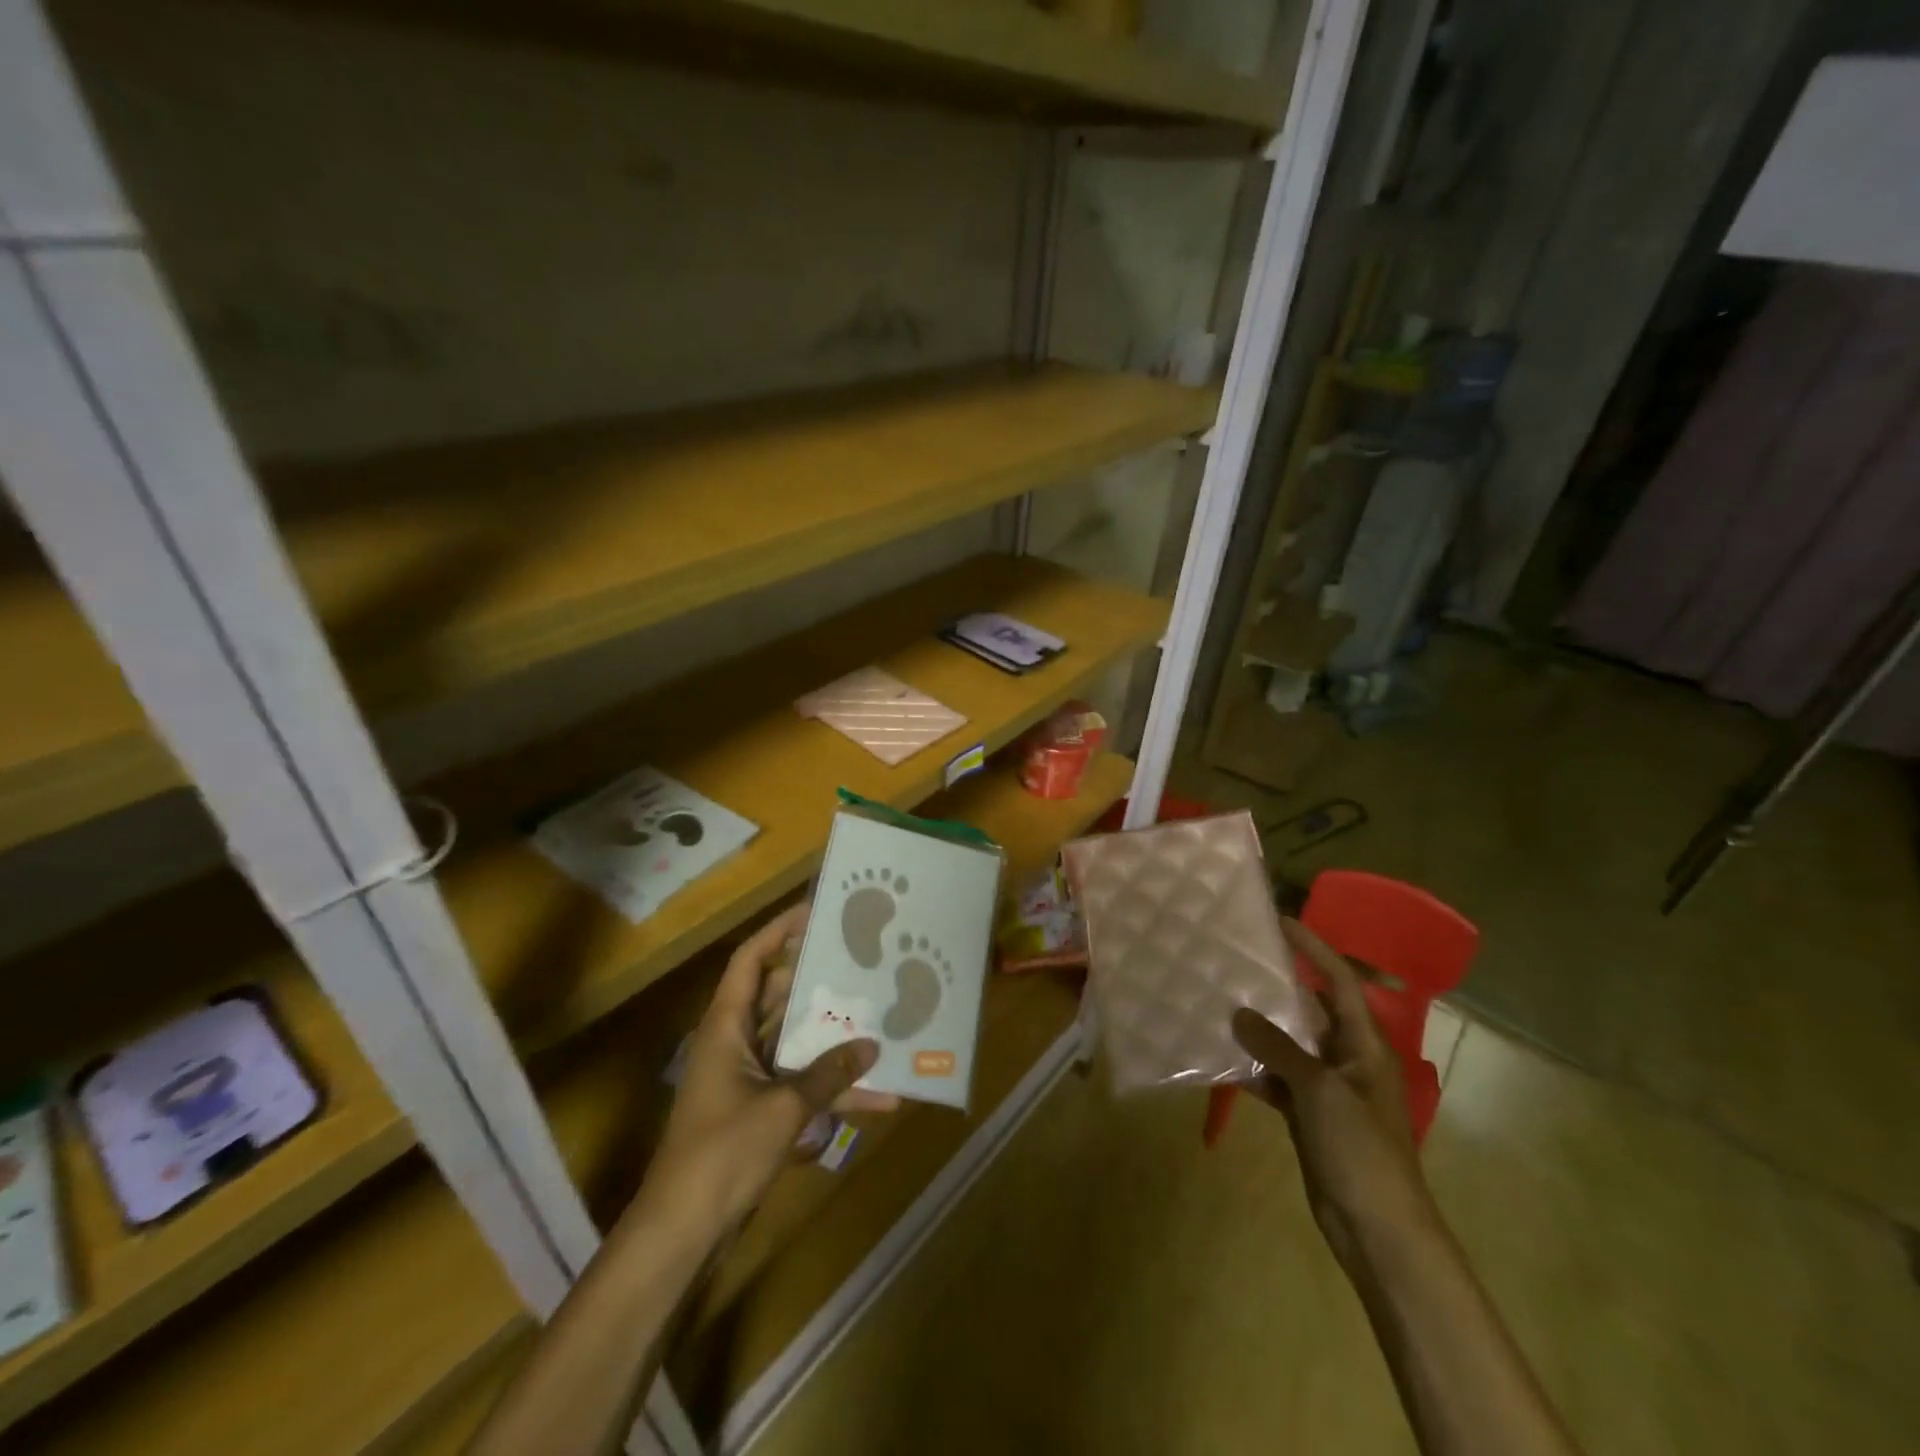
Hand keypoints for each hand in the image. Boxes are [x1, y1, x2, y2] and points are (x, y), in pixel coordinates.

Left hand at [643, 904, 898, 1232]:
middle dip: (819, 982)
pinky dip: (831, 1087)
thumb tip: (873, 1046)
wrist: (682, 1232)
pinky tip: (877, 1097)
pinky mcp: (758, 1110)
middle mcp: (735, 1042)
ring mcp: (747, 1078)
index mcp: (726, 1026)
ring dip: (832, 1037)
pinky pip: (800, 1083)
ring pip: (795, 1041)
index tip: (816, 913)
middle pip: (778, 996)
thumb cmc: (722, 1153)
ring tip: (878, 1017)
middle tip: (861, 963)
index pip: (750, 960)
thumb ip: (828, 1074)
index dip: (779, 931)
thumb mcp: (782, 1108)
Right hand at [1232, 919, 1437, 1270]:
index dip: (1314, 949)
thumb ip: (1278, 1048)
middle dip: (1277, 986)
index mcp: (1364, 1045)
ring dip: (1260, 1028)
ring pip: (1290, 1045)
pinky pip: (1278, 1079)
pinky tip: (1222, 1057)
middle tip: (1236, 960)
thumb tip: (1239, 1013)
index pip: (1339, 981)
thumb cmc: (1360, 1149)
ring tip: (1219, 1000)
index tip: (1281, 923)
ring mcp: (1328, 1090)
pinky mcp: (1310, 1116)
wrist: (1378, 1229)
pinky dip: (1254, 1068)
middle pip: (1311, 1010)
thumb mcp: (1319, 1090)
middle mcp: (1347, 1059)